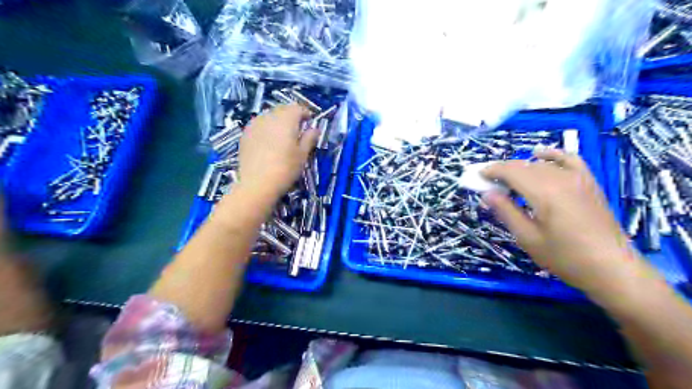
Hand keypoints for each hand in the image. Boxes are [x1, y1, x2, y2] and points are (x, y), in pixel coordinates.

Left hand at [236, 105, 315, 202]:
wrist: (257, 184)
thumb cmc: (285, 169)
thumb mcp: (302, 155)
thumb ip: (309, 138)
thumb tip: (315, 129)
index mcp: (286, 120)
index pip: (297, 108)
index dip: (305, 113)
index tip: (310, 122)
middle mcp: (269, 117)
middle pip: (282, 109)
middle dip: (291, 116)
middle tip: (298, 129)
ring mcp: (254, 125)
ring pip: (269, 116)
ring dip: (278, 121)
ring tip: (283, 136)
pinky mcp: (245, 134)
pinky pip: (259, 125)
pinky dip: (266, 129)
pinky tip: (268, 142)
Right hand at [482, 148, 634, 291]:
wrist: (610, 267)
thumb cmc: (564, 257)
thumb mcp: (527, 237)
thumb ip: (506, 211)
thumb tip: (486, 193)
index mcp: (543, 193)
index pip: (511, 172)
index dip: (492, 171)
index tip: (478, 176)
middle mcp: (560, 179)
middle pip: (524, 165)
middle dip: (503, 170)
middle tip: (488, 181)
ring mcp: (577, 178)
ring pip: (541, 163)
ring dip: (520, 167)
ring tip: (507, 179)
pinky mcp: (588, 182)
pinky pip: (568, 159)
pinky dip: (551, 154)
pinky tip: (539, 154)